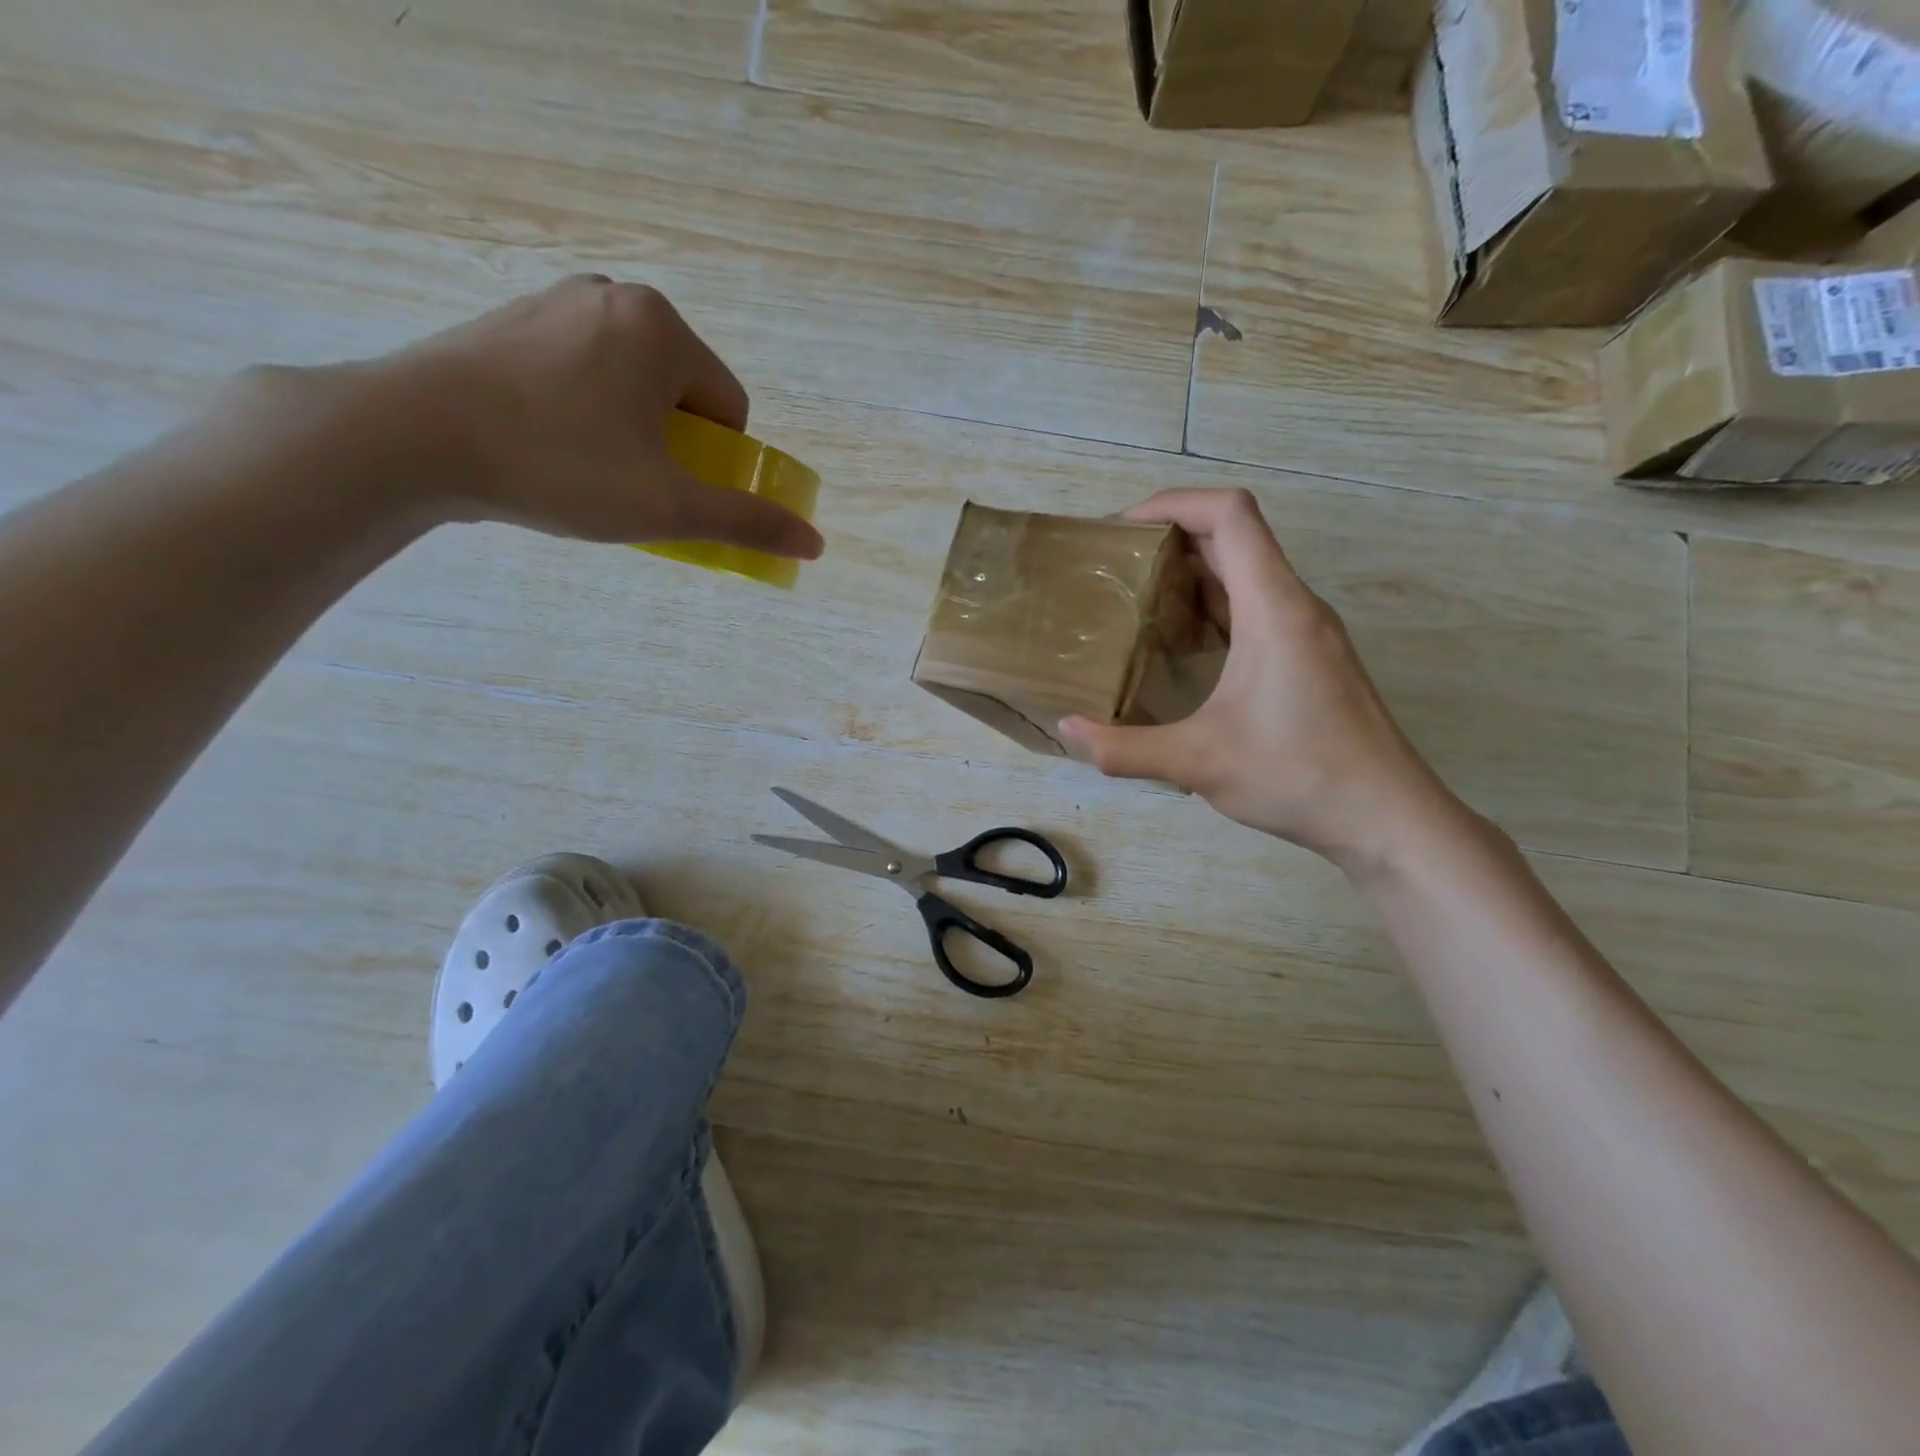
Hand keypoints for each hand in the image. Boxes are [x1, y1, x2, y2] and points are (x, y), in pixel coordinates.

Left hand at [347, 275, 823, 556]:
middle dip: (672, 446)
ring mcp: (556, 303)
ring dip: (630, 434)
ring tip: (586, 470)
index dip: (714, 462)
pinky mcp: (510, 322)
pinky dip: (584, 414)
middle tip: (631, 486)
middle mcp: (615, 298)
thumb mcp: (669, 506)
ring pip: (630, 385)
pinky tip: (548, 446)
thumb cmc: (560, 466)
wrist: (411, 438)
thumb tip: (816, 542)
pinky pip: (580, 374)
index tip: (673, 490)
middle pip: (681, 394)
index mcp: (663, 328)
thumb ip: (747, 521)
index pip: (729, 407)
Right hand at [1057, 489, 1460, 870]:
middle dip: (1171, 539)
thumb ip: (1125, 748)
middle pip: (1235, 538)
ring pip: (1247, 576)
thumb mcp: (1198, 763)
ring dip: (1193, 576)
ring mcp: (1309, 634)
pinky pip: (1258, 610)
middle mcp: (1296, 607)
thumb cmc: (1299, 776)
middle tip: (1115, 568)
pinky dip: (1215, 611)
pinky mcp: (1311, 660)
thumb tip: (1067, 731)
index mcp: (1274, 609)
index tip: (1121, 529)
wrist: (1387, 819)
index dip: (1172, 503)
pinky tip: (1182, 649)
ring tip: (1138, 604)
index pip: (1229, 514)